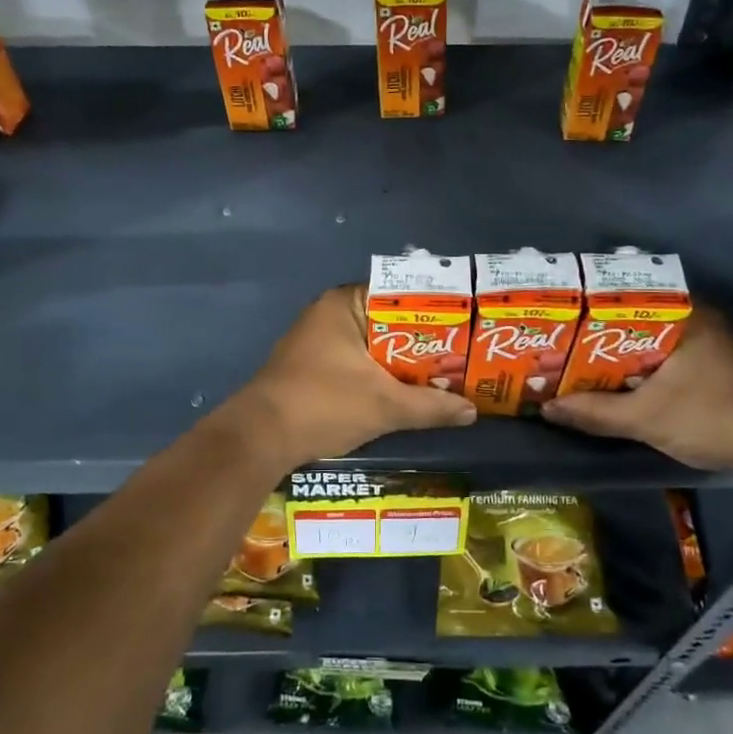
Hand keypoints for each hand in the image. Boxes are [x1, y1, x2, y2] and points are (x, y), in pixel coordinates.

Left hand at [230, 285, 475, 466]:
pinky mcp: (312, 368)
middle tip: (461, 356)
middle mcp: (329, 315)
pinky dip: (380, 375)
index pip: (399, 295)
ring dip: (402, 363)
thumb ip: (430, 405)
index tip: (464, 327)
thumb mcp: (385, 405)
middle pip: (388, 323)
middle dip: (422, 343)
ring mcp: (317, 342)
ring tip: (444, 376)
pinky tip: (406, 393)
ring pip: (373, 347)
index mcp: (343, 304)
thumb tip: (472, 411)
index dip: (434, 311)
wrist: (260, 439)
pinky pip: (357, 363)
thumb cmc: (324, 404)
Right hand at [541, 305, 732, 472]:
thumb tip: (548, 408)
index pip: (626, 298)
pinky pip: (667, 354)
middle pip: (636, 319)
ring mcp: (711, 341)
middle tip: (563, 341)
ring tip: (581, 359)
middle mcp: (699, 319)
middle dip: (600, 333)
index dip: (589, 310)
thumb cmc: (709, 418)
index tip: (560, 318)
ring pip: (652, 338)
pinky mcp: (716, 365)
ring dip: (621, 351)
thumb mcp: (645, 418)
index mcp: (684, 315)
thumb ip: (595, 411)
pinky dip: (642, 364)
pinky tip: (618, 378)